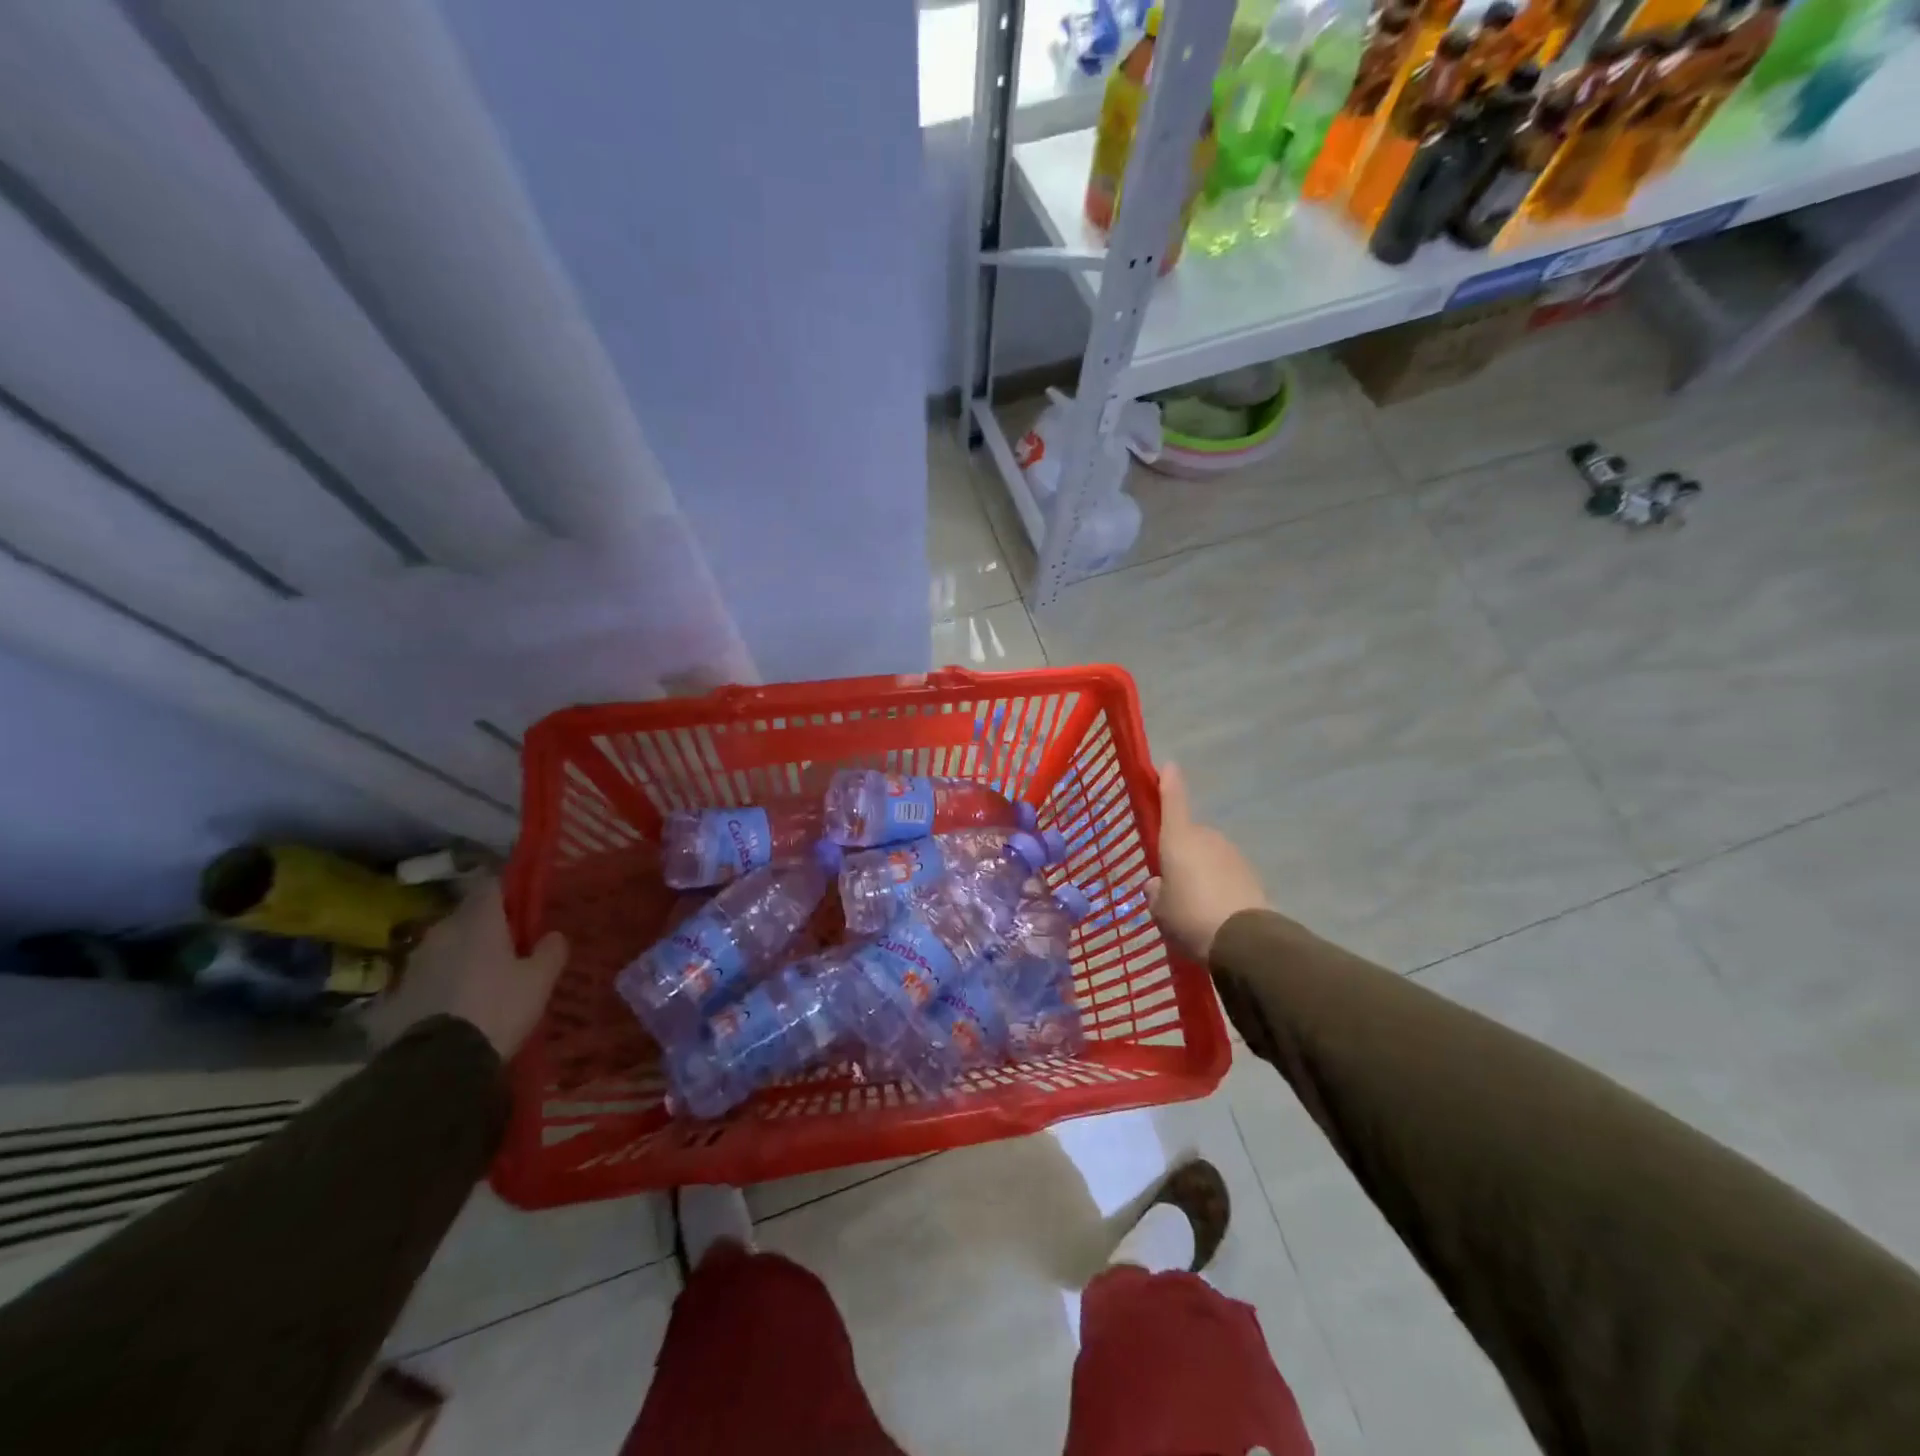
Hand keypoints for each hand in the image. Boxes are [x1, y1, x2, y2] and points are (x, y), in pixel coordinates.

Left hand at [365, 878, 567, 1059]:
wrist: (436, 1065)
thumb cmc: (497, 1008)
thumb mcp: (539, 981)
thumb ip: (550, 952)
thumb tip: (553, 935)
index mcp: (477, 921)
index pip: (491, 886)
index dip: (508, 891)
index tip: (523, 905)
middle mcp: (440, 933)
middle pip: (465, 917)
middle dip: (484, 928)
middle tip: (507, 948)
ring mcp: (411, 965)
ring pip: (442, 949)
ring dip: (459, 957)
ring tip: (479, 980)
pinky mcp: (392, 997)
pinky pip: (424, 981)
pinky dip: (438, 986)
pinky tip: (453, 1006)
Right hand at [1147, 762, 1268, 960]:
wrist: (1244, 941)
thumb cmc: (1189, 916)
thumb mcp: (1160, 910)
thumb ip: (1155, 893)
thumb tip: (1158, 884)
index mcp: (1178, 839)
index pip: (1172, 801)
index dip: (1168, 783)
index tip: (1168, 766)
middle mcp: (1206, 838)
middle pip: (1189, 836)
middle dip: (1181, 852)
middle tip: (1172, 881)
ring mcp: (1232, 854)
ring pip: (1208, 855)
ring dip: (1201, 870)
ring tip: (1194, 903)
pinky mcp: (1251, 874)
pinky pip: (1226, 873)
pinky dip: (1219, 885)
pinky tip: (1214, 911)